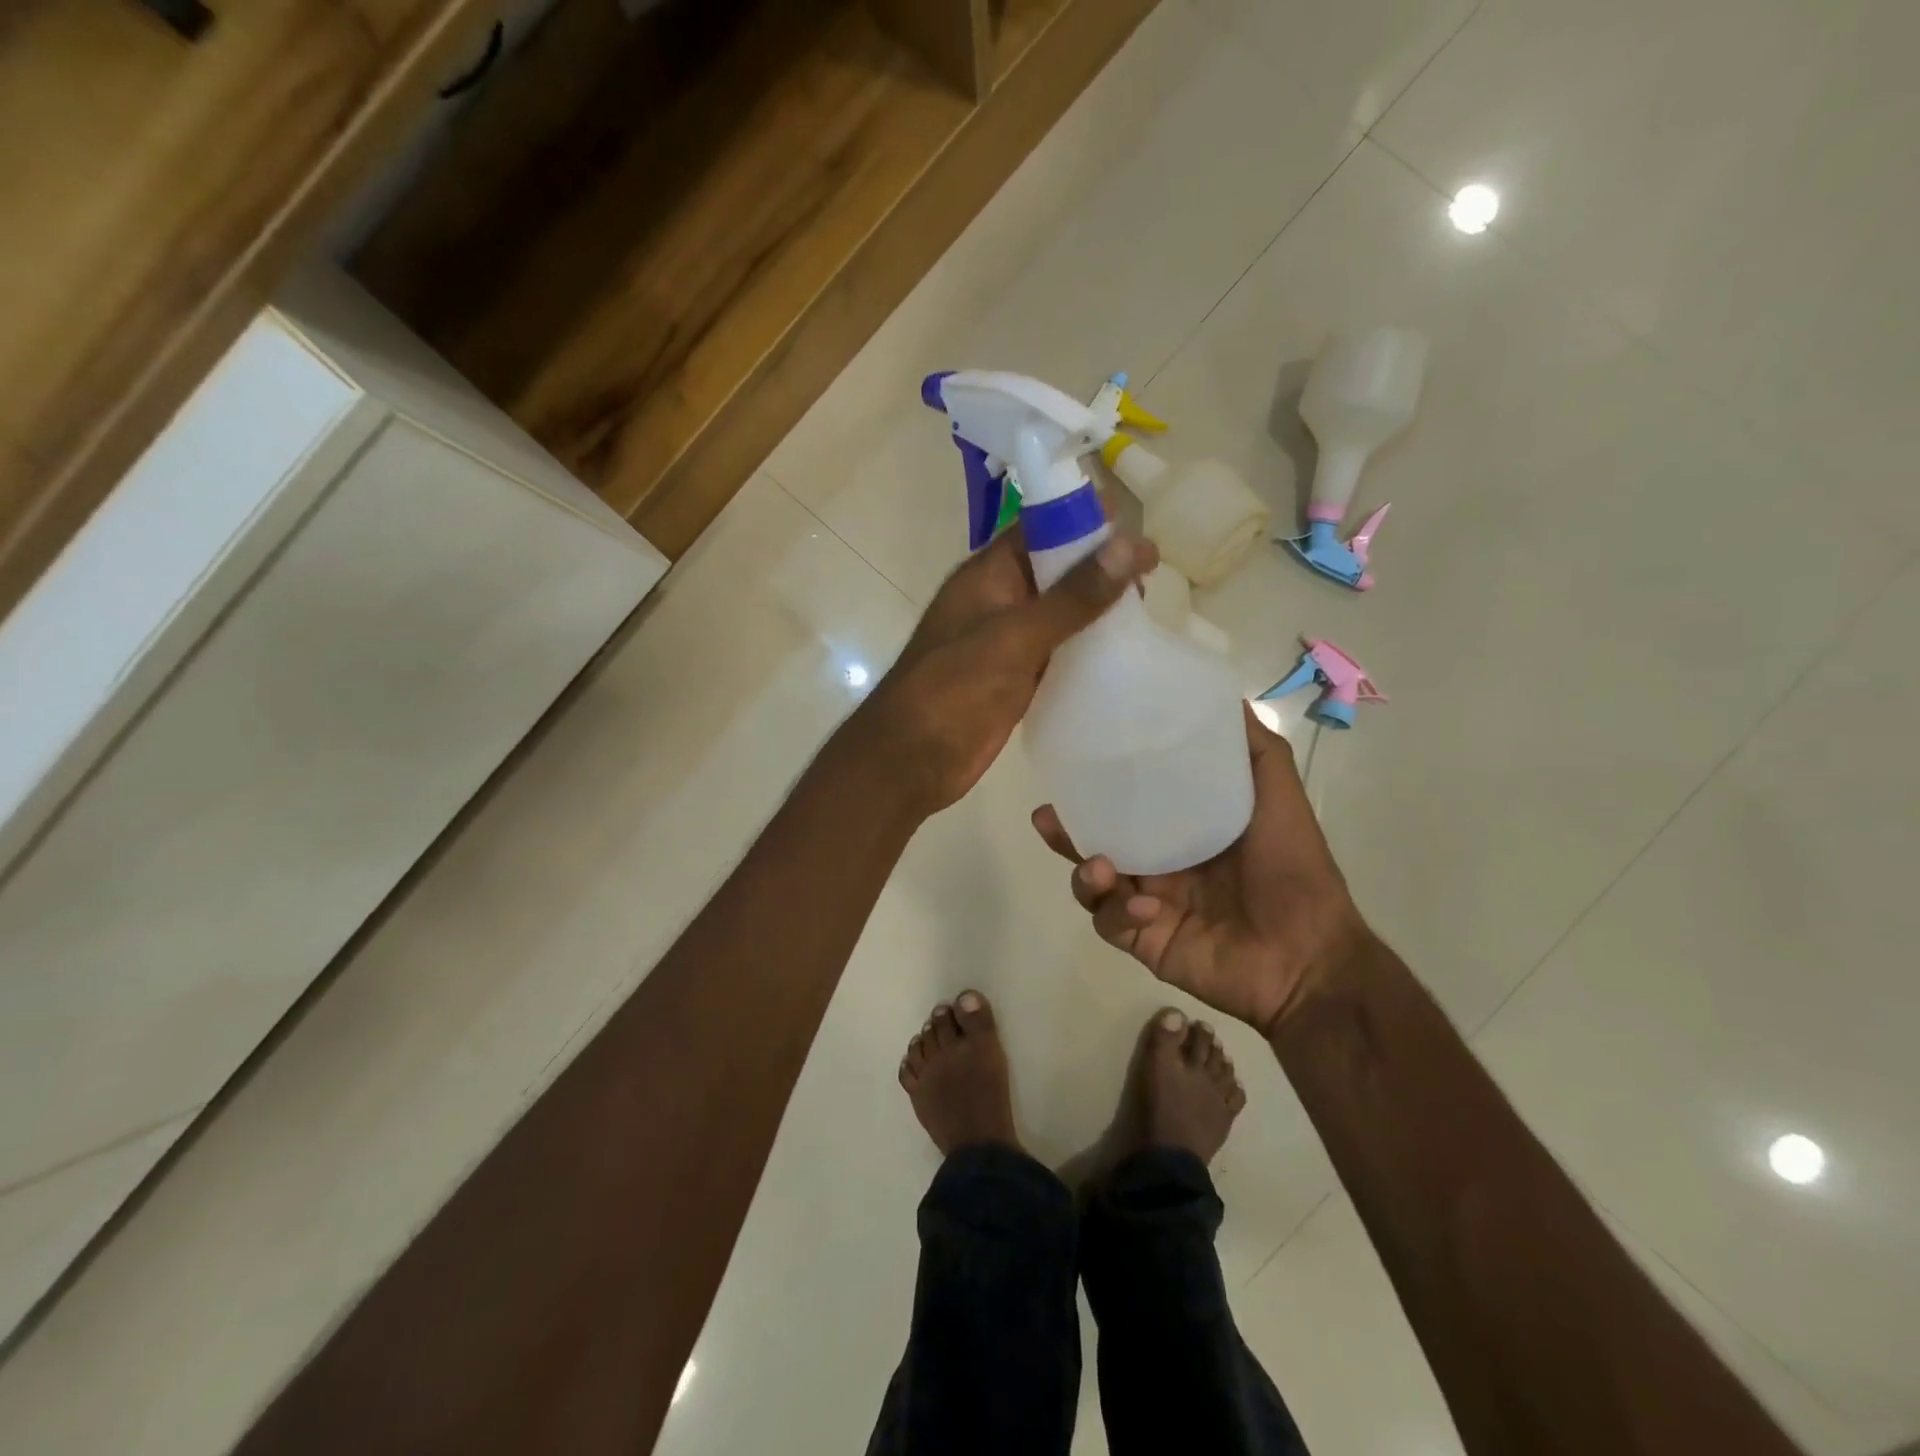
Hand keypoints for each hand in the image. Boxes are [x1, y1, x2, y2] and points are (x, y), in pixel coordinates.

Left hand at [850, 524, 1155, 818]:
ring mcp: (1007, 642)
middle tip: (1152, 577)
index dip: (1086, 521)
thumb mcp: (1015, 636)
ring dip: (1096, 611)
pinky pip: (1058, 652)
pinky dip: (1086, 650)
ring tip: (1146, 613)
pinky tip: (1122, 655)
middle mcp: (998, 600)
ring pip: (1060, 613)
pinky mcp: (1016, 678)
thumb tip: (1131, 544)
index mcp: (988, 574)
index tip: (1137, 527)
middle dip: (1099, 568)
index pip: (1041, 528)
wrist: (910, 760)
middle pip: (1056, 570)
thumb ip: (1073, 596)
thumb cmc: (954, 688)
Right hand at [1032, 705, 1370, 1034]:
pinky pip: (1110, 923)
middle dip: (1067, 830)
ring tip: (1098, 865)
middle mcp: (1158, 863)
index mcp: (1182, 829)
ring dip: (1085, 873)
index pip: (1128, 802)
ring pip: (1092, 883)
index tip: (1073, 762)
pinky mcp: (1142, 940)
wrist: (1308, 956)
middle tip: (1047, 816)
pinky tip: (1146, 907)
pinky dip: (1119, 912)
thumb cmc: (1293, 869)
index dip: (1097, 786)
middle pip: (1097, 841)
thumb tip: (1222, 697)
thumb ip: (1253, 749)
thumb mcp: (1278, 795)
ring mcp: (1146, 903)